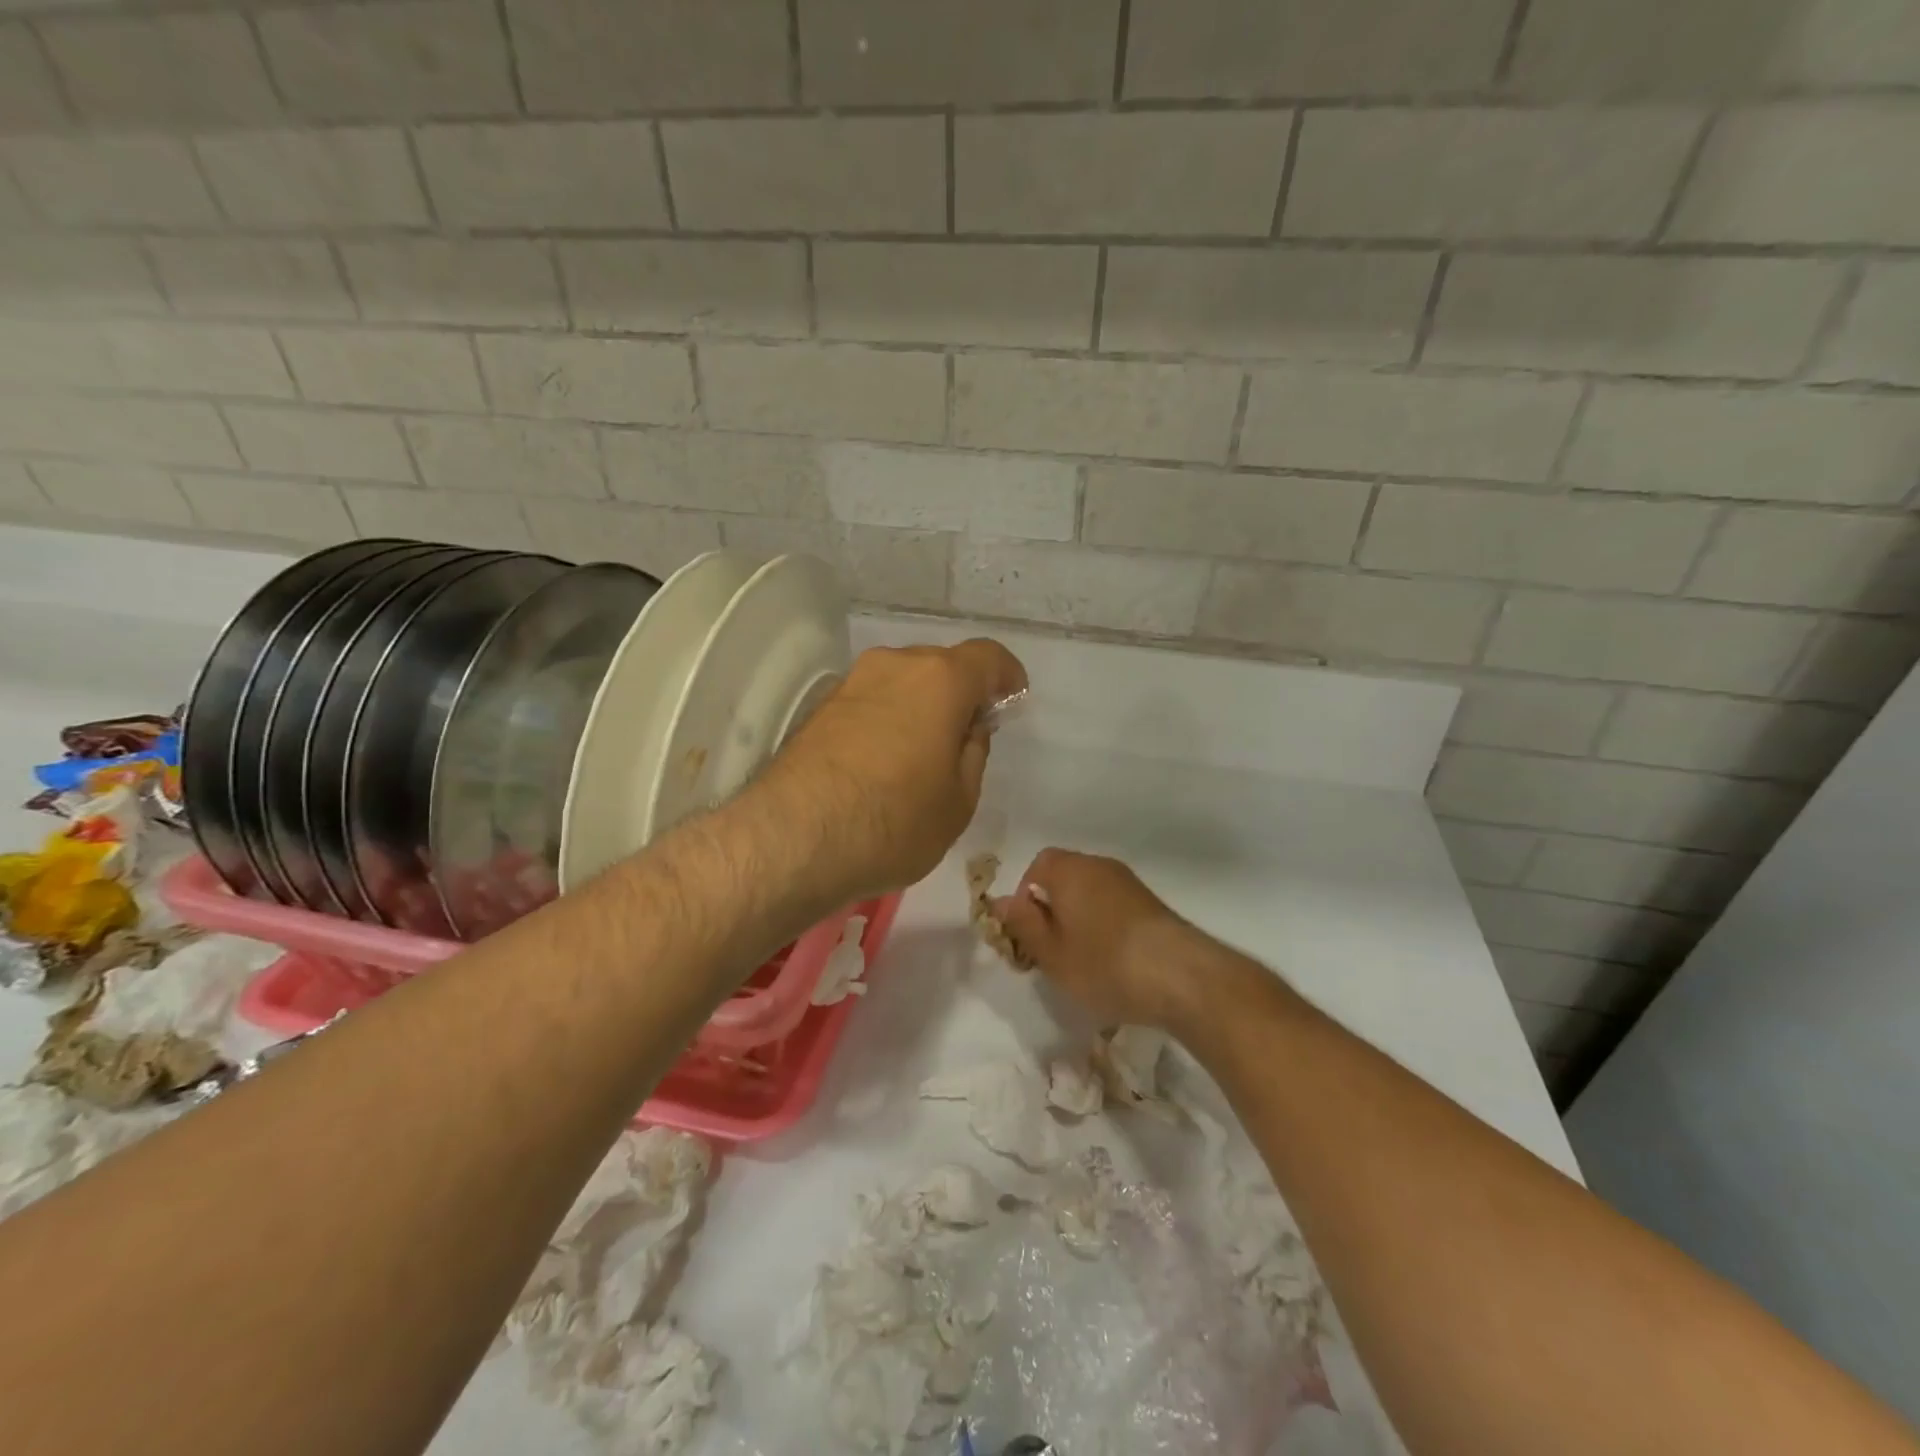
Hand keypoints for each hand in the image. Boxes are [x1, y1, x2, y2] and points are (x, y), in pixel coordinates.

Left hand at [757, 639, 1026, 906]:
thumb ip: (973, 753)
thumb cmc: (894, 821)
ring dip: (920, 708)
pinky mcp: (820, 708)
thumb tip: (967, 728)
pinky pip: (871, 702)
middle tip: (966, 738)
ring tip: (922, 756)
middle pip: (940, 667)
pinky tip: (884, 763)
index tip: (1012, 700)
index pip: (987, 657)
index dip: (1007, 676)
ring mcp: (851, 683)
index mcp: (940, 680)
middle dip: (960, 695)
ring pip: (902, 683)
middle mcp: (894, 666)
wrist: (794, 839)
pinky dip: (887, 720)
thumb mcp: (959, 800)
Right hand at [992, 849, 1208, 1030]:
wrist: (1181, 976)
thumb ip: (1022, 923)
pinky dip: (1104, 926)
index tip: (1028, 934)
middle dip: (1052, 910)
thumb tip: (999, 900)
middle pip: (1064, 877)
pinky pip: (1113, 906)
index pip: (1037, 866)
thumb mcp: (1051, 953)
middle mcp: (1099, 865)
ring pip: (1090, 893)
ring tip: (1081, 961)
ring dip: (1079, 919)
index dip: (1025, 897)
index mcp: (1069, 869)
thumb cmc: (1104, 964)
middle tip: (1050, 951)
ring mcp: (1129, 883)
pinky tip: (1112, 961)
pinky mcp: (1151, 904)